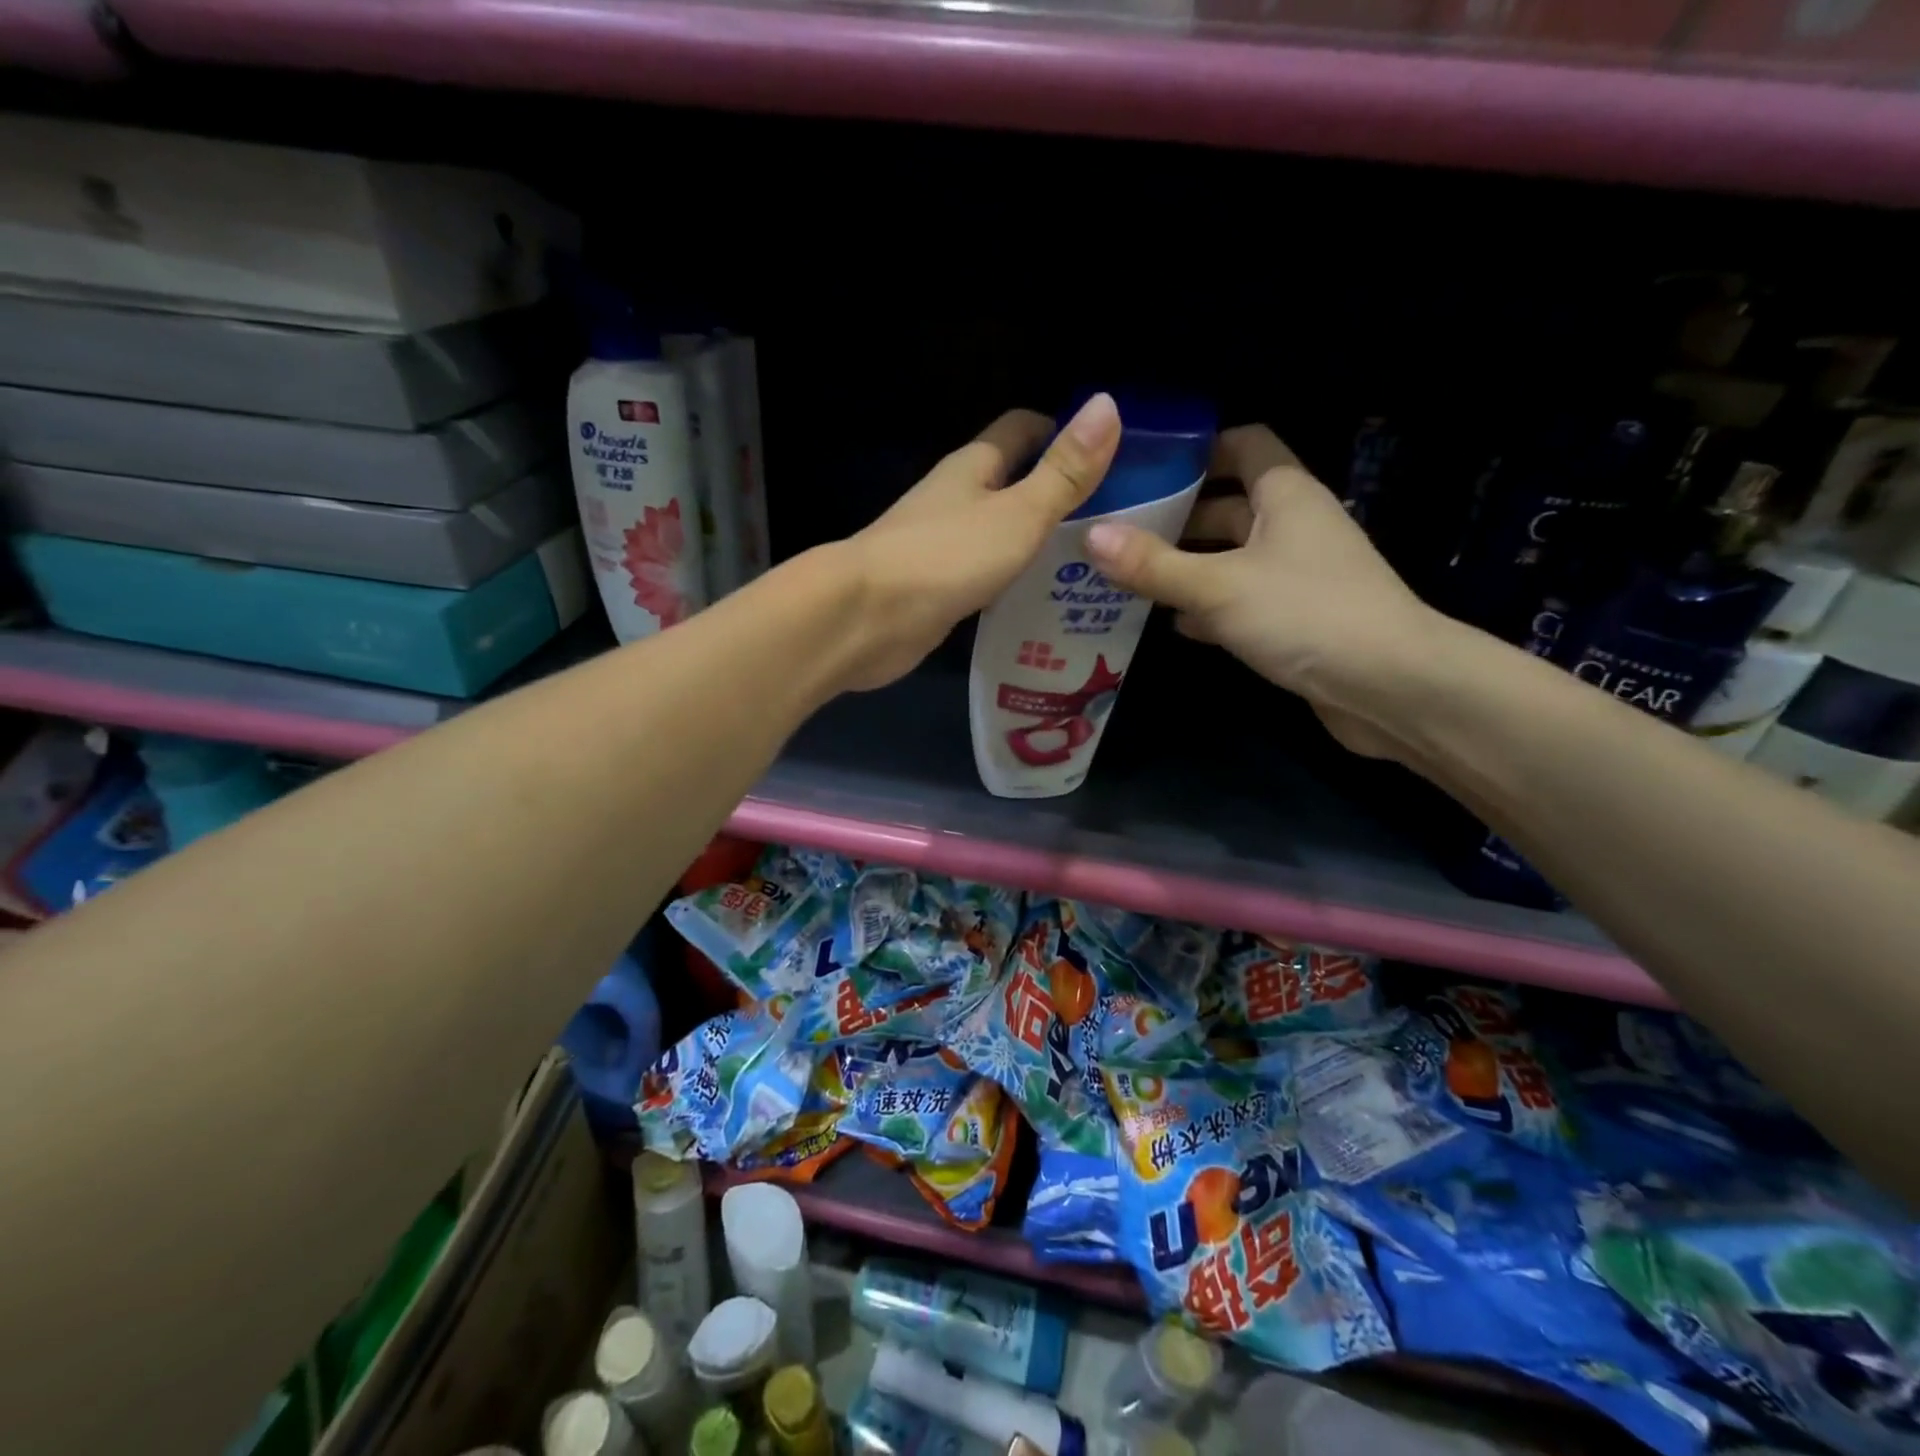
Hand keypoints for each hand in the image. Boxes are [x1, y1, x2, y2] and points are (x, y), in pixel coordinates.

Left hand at [833, 393, 1122, 692]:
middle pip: (1012, 484)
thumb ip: (1064, 471)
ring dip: (1036, 544)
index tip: (1109, 456)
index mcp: (974, 467)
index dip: (1062, 434)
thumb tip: (1106, 404)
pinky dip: (1012, 582)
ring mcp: (943, 546)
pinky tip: (1043, 603)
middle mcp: (956, 499)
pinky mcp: (937, 589)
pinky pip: (985, 576)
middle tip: (1112, 522)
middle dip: (1056, 496)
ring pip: (999, 534)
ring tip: (1090, 565)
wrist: (867, 618)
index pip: (1022, 431)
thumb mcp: (1019, 512)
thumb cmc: (947, 556)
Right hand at [1084, 423, 1446, 758]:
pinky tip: (1168, 621)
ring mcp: (1295, 575)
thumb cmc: (1306, 614)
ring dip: (1185, 565)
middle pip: (1227, 505)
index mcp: (1285, 495)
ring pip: (1229, 557)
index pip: (1245, 444)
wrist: (1390, 687)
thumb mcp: (1218, 586)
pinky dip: (1206, 606)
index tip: (1145, 464)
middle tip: (1115, 527)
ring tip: (1126, 573)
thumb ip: (1153, 564)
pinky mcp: (1293, 619)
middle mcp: (1292, 527)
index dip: (1199, 447)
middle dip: (1175, 514)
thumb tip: (1089, 536)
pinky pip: (1239, 601)